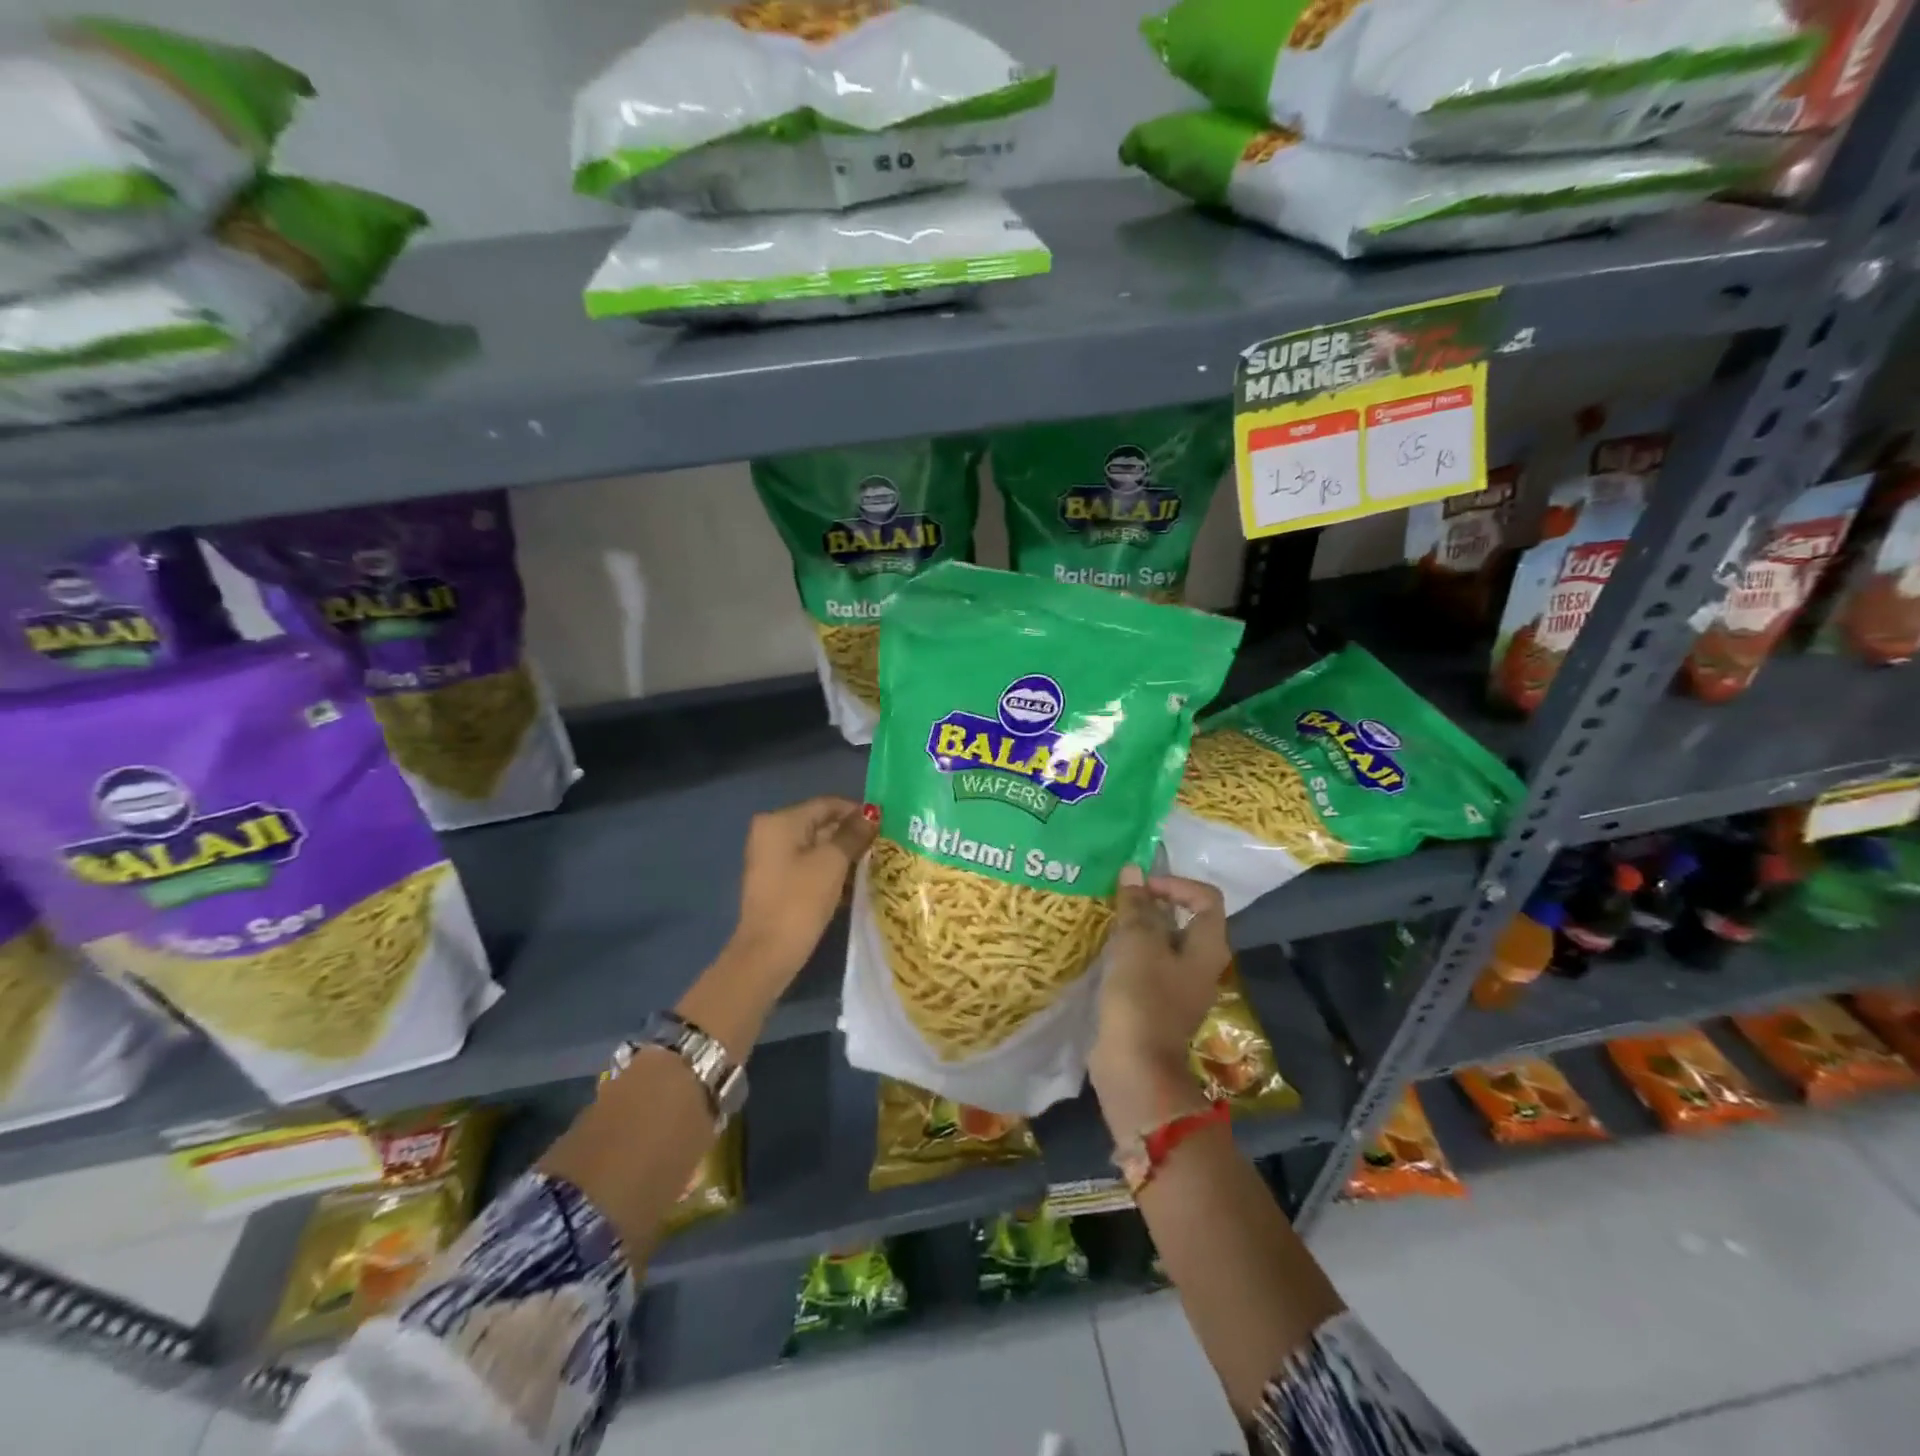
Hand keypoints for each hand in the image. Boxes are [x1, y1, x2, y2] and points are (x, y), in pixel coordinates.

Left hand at [727, 796, 877, 983]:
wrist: (768, 953)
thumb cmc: (800, 900)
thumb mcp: (833, 863)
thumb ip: (853, 834)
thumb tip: (873, 813)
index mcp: (780, 820)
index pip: (827, 804)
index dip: (858, 812)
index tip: (886, 826)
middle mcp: (771, 832)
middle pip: (821, 824)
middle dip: (851, 835)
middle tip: (883, 847)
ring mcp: (771, 858)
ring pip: (816, 846)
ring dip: (843, 855)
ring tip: (874, 866)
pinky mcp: (776, 880)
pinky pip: (808, 864)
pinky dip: (829, 870)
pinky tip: (853, 884)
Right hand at [1091, 866, 1229, 1105]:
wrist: (1135, 1066)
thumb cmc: (1142, 997)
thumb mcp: (1136, 943)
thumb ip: (1136, 906)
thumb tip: (1133, 871)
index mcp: (1208, 947)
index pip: (1205, 898)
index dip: (1175, 884)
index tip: (1142, 887)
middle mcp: (1202, 965)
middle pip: (1184, 919)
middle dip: (1153, 904)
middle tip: (1120, 900)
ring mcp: (1181, 987)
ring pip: (1164, 943)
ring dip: (1139, 928)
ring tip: (1110, 922)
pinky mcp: (1158, 1003)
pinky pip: (1149, 965)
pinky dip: (1132, 953)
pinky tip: (1107, 952)